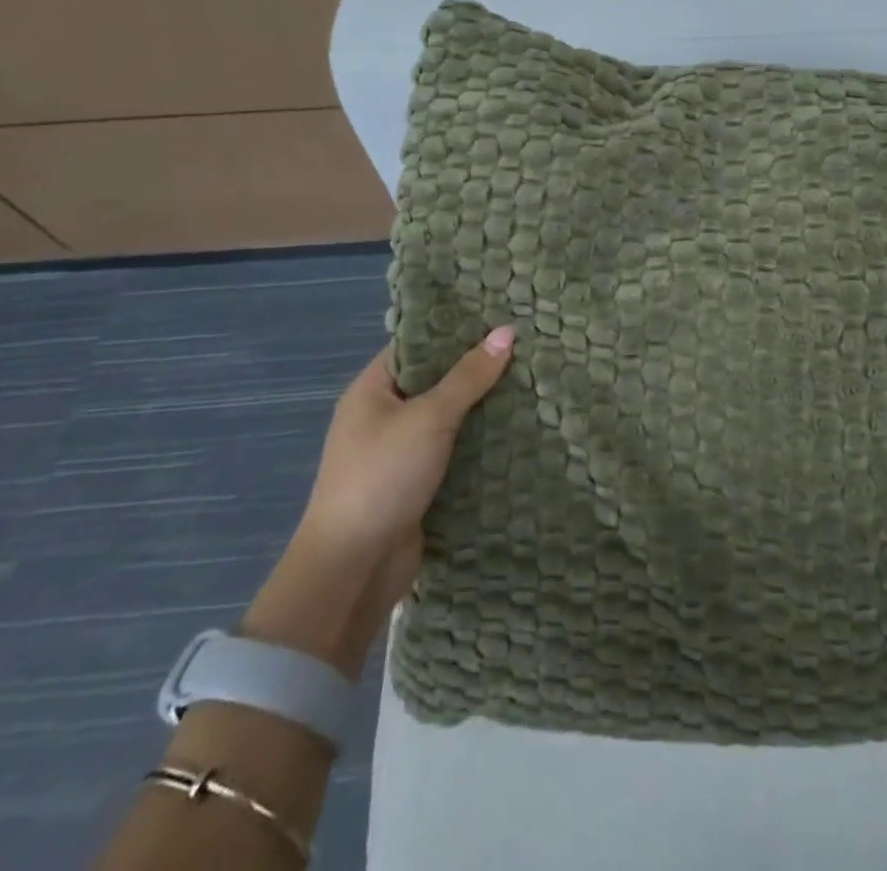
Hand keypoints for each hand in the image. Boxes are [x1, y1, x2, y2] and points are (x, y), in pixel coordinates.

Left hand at [242, 326, 514, 676]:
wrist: (353, 568)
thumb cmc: (383, 476)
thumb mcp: (429, 417)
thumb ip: (468, 376)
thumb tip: (506, 331)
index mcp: (372, 390)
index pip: (416, 345)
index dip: (454, 330)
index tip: (499, 317)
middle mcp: (382, 416)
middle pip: (436, 381)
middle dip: (477, 370)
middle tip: (526, 348)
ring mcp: (400, 452)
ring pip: (449, 418)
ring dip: (483, 408)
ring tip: (532, 382)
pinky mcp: (417, 484)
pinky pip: (453, 451)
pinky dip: (480, 443)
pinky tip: (518, 430)